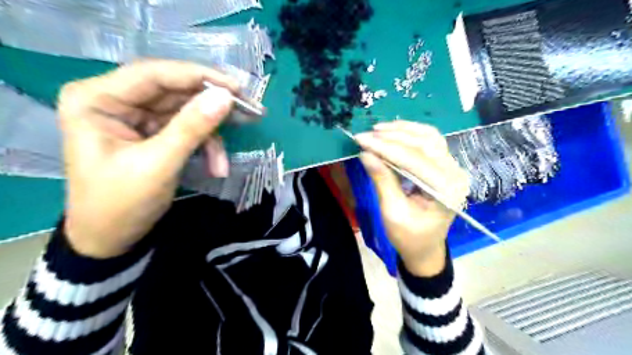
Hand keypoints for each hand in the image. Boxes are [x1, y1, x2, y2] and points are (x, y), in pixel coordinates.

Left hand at [58, 59, 239, 257]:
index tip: (236, 87)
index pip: (153, 74)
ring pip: (186, 111)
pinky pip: (188, 129)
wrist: (113, 239)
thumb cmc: (121, 203)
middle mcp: (116, 100)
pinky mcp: (155, 132)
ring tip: (226, 159)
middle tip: (248, 110)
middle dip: (211, 105)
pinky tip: (216, 167)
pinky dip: (206, 147)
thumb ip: (192, 127)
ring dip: (211, 135)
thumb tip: (226, 97)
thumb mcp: (159, 164)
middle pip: (174, 91)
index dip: (197, 76)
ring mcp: (138, 117)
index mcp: (97, 99)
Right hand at [355, 122, 467, 277]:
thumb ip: (382, 181)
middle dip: (392, 137)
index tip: (361, 140)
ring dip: (402, 130)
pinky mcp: (445, 165)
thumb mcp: (392, 212)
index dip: (385, 148)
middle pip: (424, 143)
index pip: (413, 160)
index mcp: (445, 191)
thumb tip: (365, 154)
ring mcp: (452, 167)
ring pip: (429, 137)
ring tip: (377, 130)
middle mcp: (454, 174)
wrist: (425, 247)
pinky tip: (393, 132)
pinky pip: (429, 141)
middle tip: (365, 135)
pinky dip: (410, 134)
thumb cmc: (409, 237)